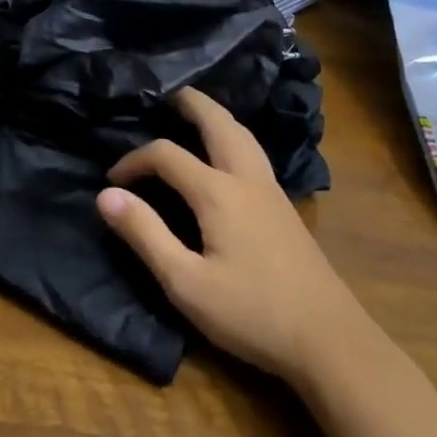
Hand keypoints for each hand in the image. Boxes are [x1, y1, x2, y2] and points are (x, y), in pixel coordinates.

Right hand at [96, 87, 357, 382]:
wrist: (330, 340)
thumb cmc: (252, 313)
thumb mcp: (186, 283)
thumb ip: (145, 235)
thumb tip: (106, 195)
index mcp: (218, 192)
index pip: (166, 154)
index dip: (133, 160)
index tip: (112, 180)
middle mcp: (246, 177)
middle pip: (216, 120)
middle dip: (186, 102)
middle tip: (161, 95)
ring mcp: (270, 188)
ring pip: (240, 131)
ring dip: (212, 114)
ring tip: (191, 112)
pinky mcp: (284, 204)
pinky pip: (252, 149)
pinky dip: (230, 133)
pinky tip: (226, 151)